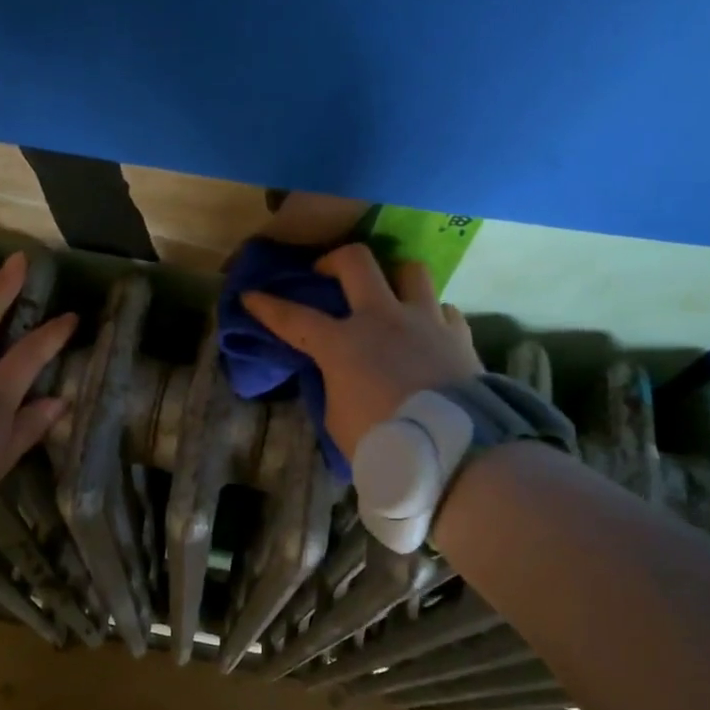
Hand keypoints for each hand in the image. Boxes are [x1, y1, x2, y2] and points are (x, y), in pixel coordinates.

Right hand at [242, 242, 482, 461]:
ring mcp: (425, 320)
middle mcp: (383, 318)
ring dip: (394, 278)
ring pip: (410, 270)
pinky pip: (443, 308)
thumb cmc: (383, 441)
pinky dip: (430, 315)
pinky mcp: (459, 334)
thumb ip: (334, 386)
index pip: (294, 318)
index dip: (268, 306)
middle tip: (327, 273)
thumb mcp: (338, 419)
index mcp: (343, 343)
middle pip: (356, 262)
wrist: (452, 449)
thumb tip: (340, 374)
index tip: (251, 295)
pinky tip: (428, 332)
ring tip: (389, 295)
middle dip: (334, 260)